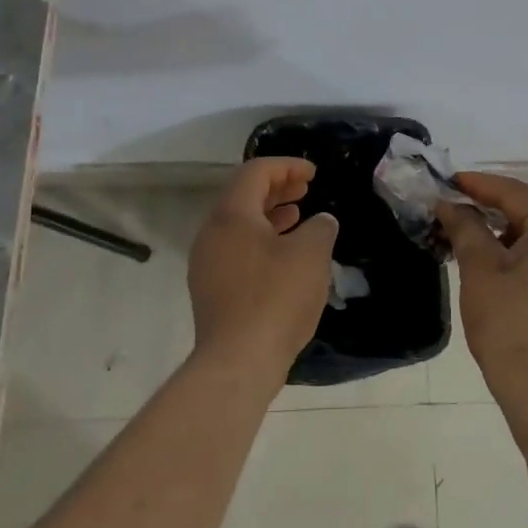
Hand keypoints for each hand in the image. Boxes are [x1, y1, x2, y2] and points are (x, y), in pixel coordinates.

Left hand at [188, 158, 339, 379]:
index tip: (313, 173)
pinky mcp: (211, 289)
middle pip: (242, 196)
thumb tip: (321, 222)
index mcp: (231, 214)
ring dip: (269, 215)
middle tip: (306, 189)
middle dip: (277, 188)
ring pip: (239, 225)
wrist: (238, 362)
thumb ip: (320, 227)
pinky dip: (261, 241)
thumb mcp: (311, 254)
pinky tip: (285, 256)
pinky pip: (236, 249)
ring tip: (298, 217)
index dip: (287, 166)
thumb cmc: (276, 298)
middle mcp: (211, 233)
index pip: (255, 172)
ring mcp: (207, 263)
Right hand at [438, 173, 527, 454]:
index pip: (516, 193)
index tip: (448, 181)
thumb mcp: (480, 269)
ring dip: (508, 234)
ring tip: (471, 237)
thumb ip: (465, 227)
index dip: (479, 185)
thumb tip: (450, 205)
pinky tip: (499, 262)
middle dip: (492, 210)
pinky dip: (526, 255)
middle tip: (456, 208)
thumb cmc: (511, 324)